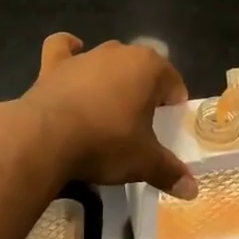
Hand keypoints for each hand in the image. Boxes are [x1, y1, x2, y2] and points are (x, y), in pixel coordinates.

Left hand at [17, 34, 196, 197]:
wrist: (46, 137)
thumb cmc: (105, 142)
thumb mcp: (143, 162)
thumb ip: (169, 171)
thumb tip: (192, 190)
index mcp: (149, 67)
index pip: (173, 83)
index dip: (173, 105)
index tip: (168, 128)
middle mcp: (119, 52)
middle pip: (141, 69)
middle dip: (144, 91)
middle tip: (140, 124)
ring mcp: (86, 56)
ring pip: (108, 60)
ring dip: (112, 78)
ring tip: (109, 109)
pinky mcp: (55, 64)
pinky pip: (64, 48)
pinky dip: (69, 51)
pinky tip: (72, 60)